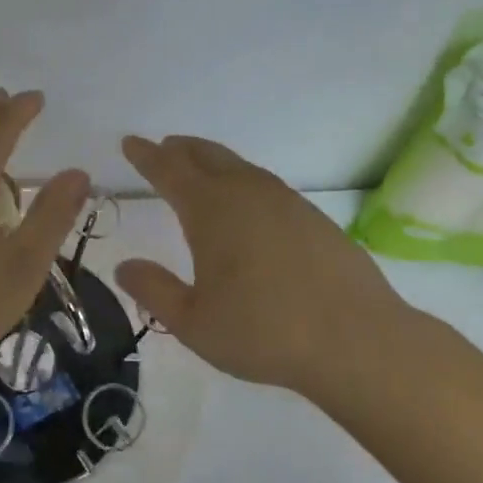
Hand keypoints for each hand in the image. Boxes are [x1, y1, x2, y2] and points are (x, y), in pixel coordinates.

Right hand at [115, 134, 432, 395]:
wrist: (356, 339)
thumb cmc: (264, 331)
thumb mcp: (194, 322)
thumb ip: (154, 291)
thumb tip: (125, 267)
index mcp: (211, 210)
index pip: (169, 170)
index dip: (146, 155)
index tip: (130, 142)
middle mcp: (246, 193)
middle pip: (206, 156)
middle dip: (180, 149)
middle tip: (164, 147)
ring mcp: (285, 201)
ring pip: (240, 167)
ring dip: (213, 161)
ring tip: (201, 169)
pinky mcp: (314, 217)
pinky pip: (266, 185)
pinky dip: (244, 181)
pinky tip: (248, 204)